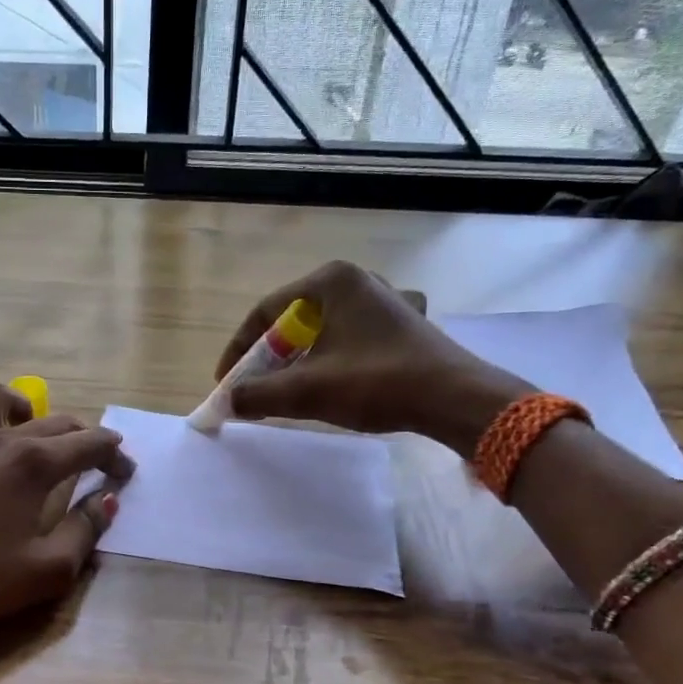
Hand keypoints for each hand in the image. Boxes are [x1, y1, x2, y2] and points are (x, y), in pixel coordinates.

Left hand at [0, 383, 135, 652]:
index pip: (91, 443)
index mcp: (35, 463)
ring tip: (31, 433)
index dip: (116, 456)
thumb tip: (106, 500)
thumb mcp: (48, 569)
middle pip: (55, 420)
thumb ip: (85, 530)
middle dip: (84, 437)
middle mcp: (0, 441)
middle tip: (97, 466)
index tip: (126, 477)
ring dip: (20, 407)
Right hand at [217, 261, 530, 451]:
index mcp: (331, 281)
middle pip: (293, 320)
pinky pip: (347, 339)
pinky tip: (328, 384)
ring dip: (296, 362)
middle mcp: (356, 280)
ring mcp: (383, 300)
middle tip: (253, 389)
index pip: (266, 312)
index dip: (239, 350)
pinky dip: (327, 360)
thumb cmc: (377, 383)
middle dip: (268, 357)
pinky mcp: (400, 324)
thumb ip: (259, 394)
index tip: (226, 383)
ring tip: (285, 391)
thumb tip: (228, 402)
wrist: (455, 399)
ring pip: (321, 331)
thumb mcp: (307, 391)